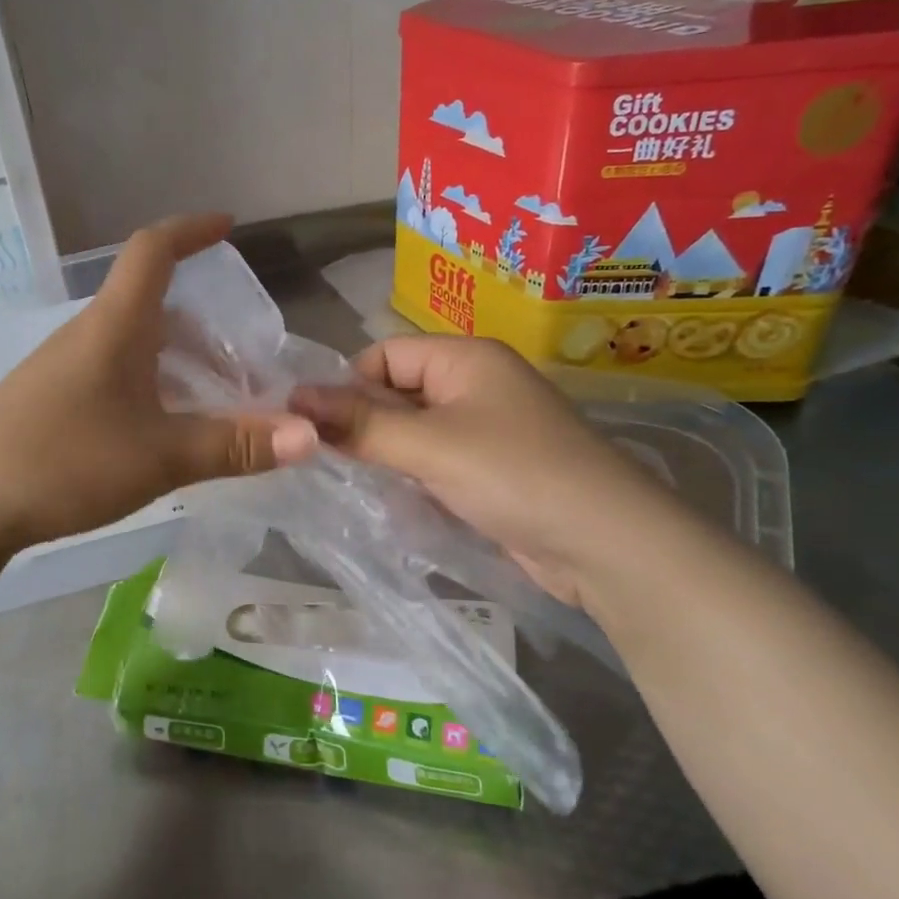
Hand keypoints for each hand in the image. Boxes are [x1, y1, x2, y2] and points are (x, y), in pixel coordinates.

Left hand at [0, 214, 318, 559]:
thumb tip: (311, 437)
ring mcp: (60, 369)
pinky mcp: (47, 402)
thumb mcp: (160, 457)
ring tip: (213, 402)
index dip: (192, 230)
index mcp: (114, 326)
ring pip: (132, 346)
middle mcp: (86, 335)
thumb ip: (234, 446)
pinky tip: (160, 431)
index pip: (153, 251)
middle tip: (244, 363)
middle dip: (204, 325)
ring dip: (177, 361)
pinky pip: (111, 375)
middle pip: (150, 306)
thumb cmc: (64, 462)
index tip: (228, 226)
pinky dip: (149, 386)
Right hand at [292, 335, 683, 607]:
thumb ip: (359, 423)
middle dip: (363, 423)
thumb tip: (292, 398)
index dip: (348, 385)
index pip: (384, 354)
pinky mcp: (491, 469)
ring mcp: (486, 428)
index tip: (318, 428)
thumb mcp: (428, 445)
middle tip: (328, 460)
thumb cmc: (514, 475)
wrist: (606, 544)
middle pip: (397, 391)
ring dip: (385, 453)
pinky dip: (412, 476)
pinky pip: (435, 460)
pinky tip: (394, 502)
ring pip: (413, 430)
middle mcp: (476, 384)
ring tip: (356, 482)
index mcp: (465, 358)